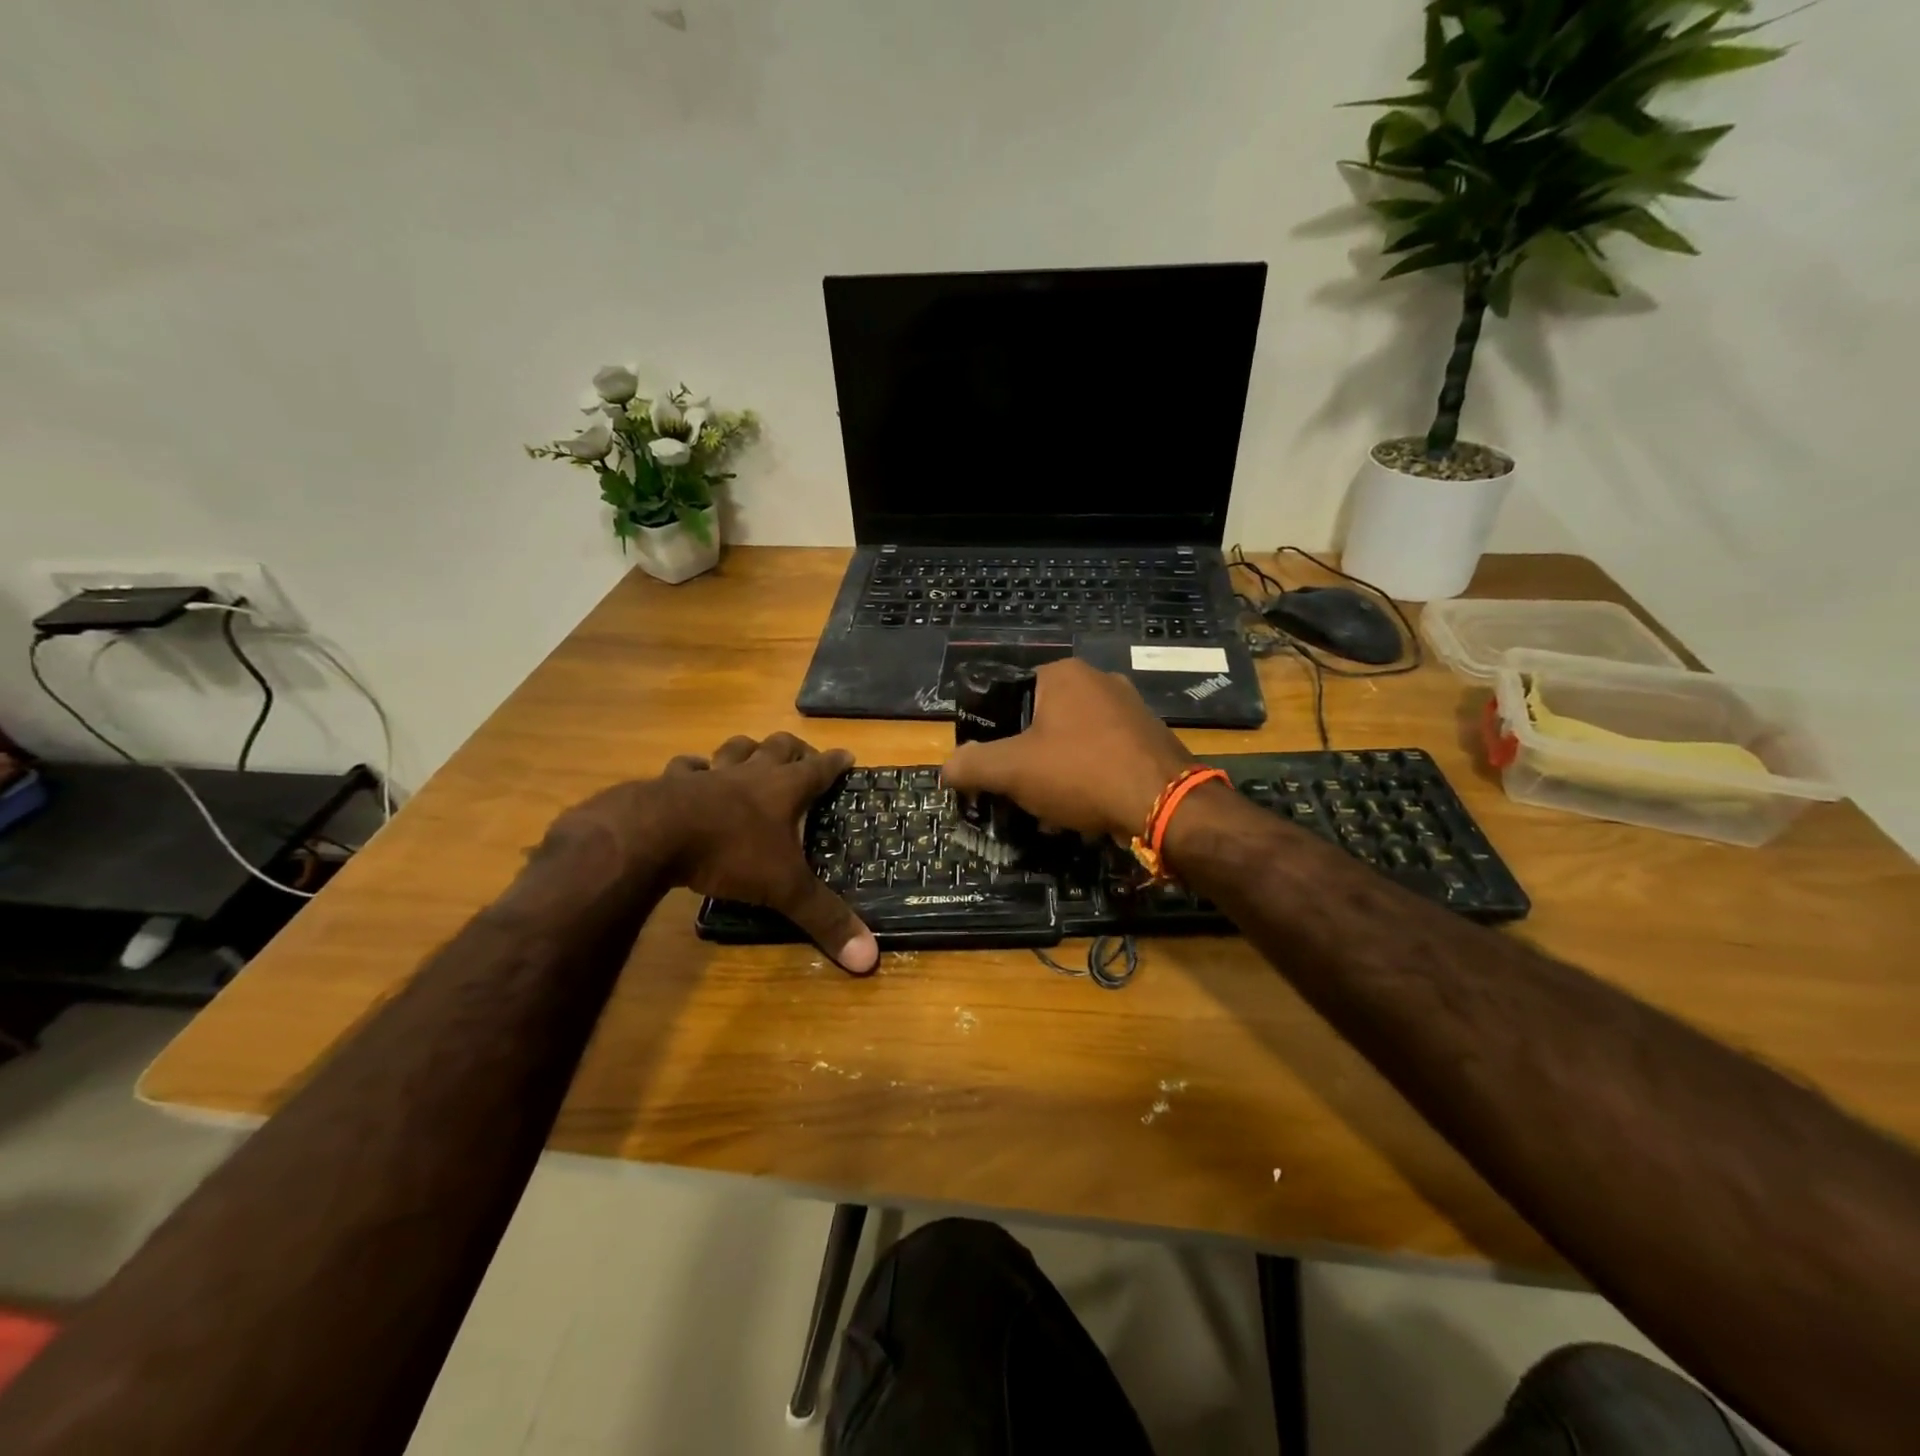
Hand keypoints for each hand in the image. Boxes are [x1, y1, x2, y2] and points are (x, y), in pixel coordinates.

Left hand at [557, 733, 877, 974]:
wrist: (656, 834)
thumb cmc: (730, 853)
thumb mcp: (784, 888)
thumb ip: (824, 918)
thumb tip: (869, 958)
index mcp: (785, 790)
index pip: (820, 769)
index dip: (836, 762)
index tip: (848, 756)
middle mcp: (751, 774)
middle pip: (779, 747)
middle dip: (794, 749)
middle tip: (802, 757)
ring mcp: (710, 774)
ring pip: (735, 749)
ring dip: (747, 750)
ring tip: (752, 756)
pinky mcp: (672, 782)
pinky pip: (686, 767)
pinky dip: (693, 769)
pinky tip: (692, 774)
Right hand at [941, 659, 1192, 841]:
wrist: (1166, 804)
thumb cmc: (1081, 773)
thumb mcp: (1013, 770)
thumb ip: (973, 765)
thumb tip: (947, 768)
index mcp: (1063, 674)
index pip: (1010, 695)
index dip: (993, 733)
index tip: (990, 767)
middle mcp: (1099, 680)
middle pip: (1042, 721)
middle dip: (1026, 760)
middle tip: (1017, 792)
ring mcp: (1131, 709)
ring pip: (1073, 742)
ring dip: (1054, 774)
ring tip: (1047, 810)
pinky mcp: (1150, 738)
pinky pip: (1103, 755)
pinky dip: (1086, 779)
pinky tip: (1082, 811)